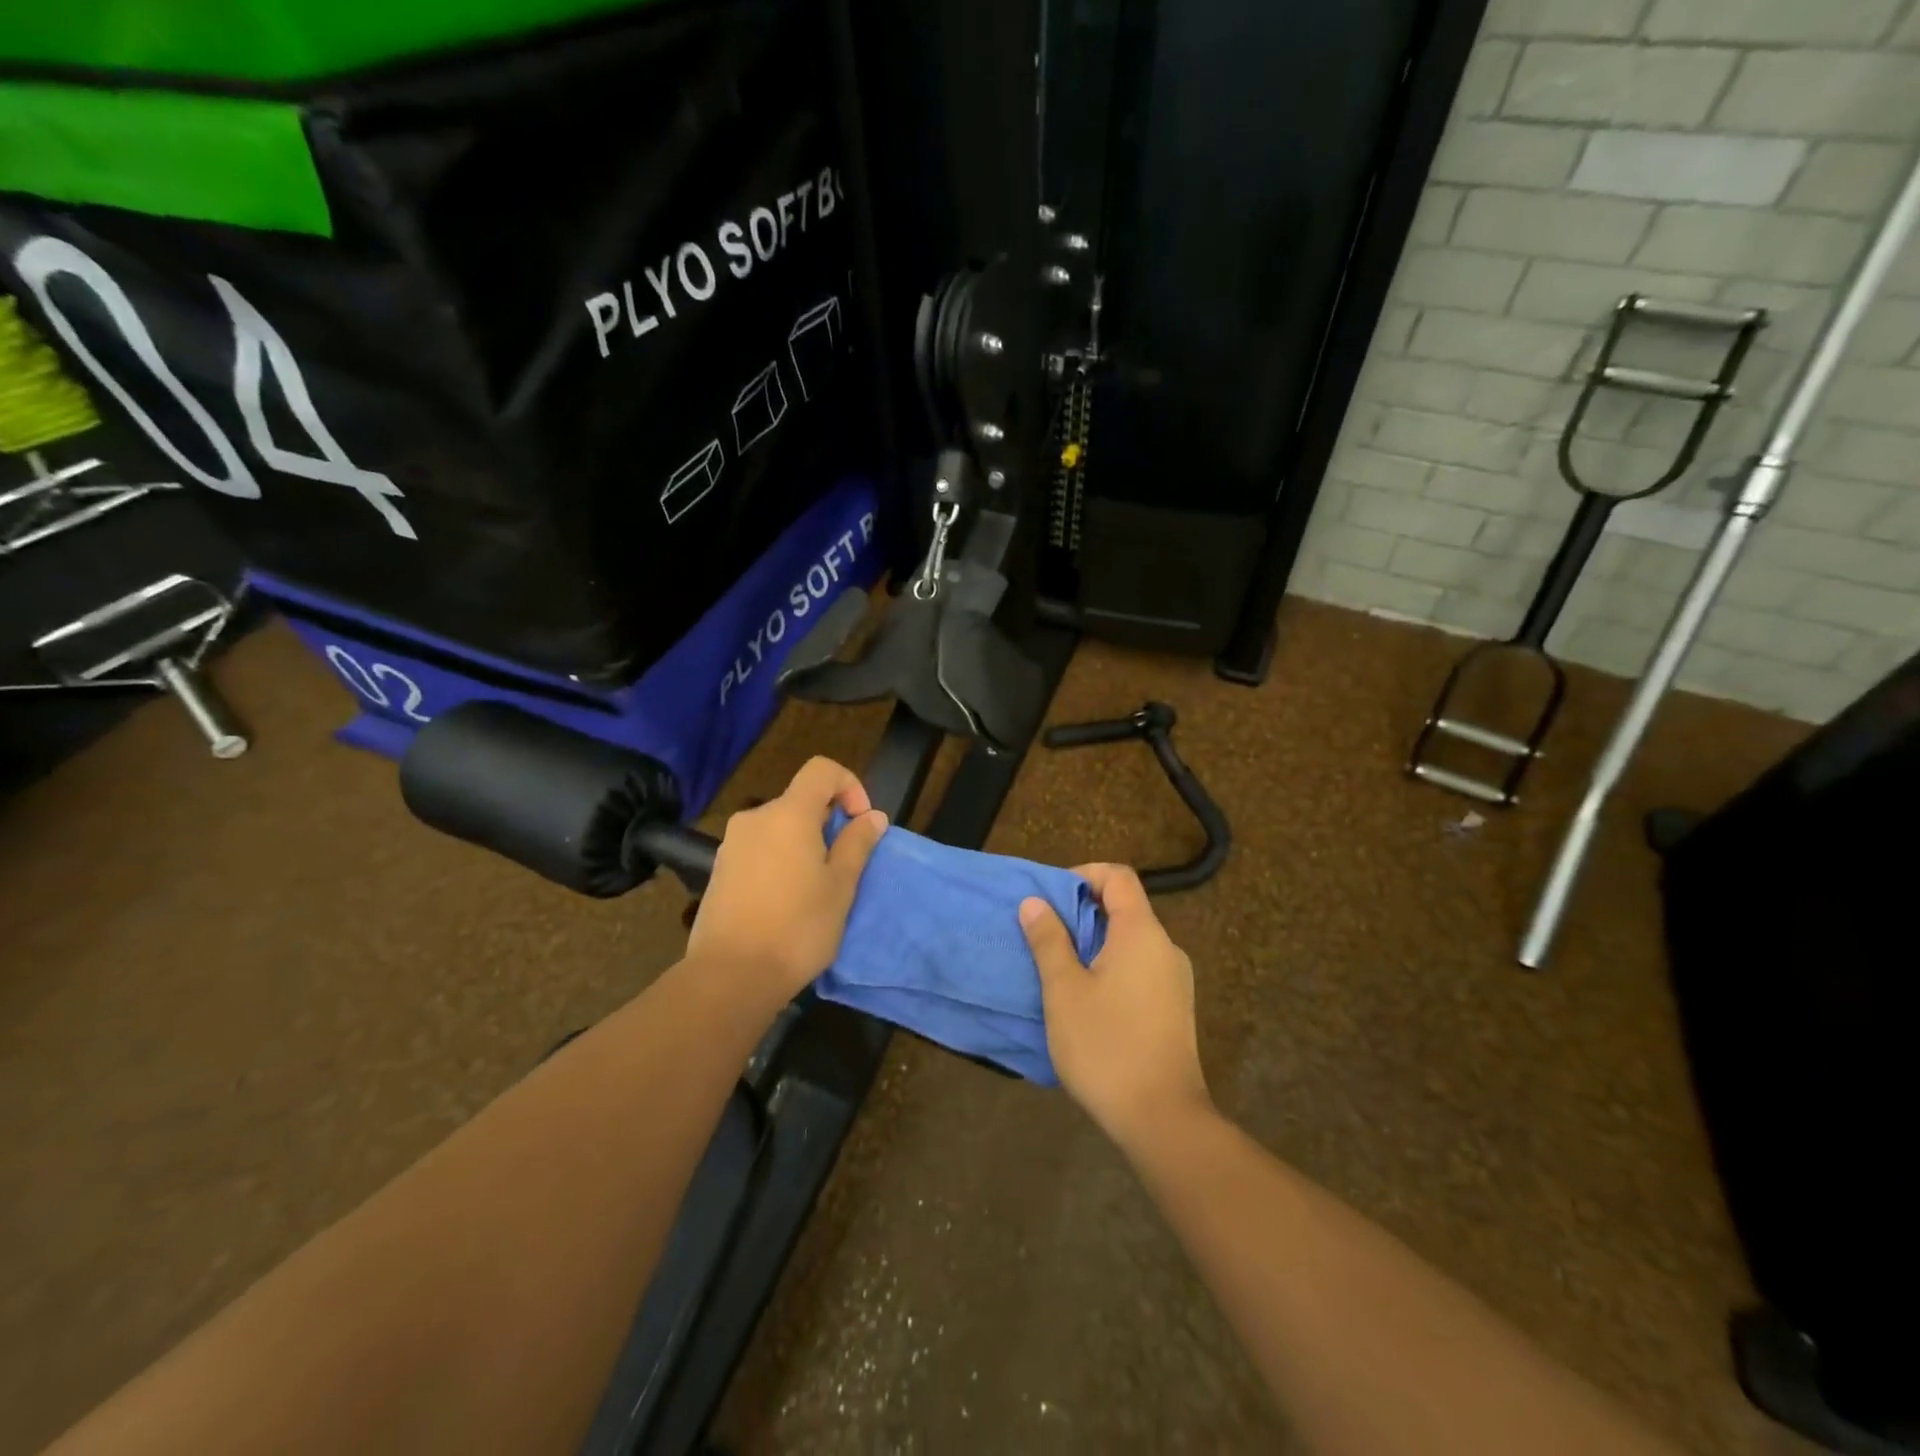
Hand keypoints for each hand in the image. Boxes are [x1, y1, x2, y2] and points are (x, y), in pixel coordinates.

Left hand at [688, 757, 887, 1003]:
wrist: (730, 976)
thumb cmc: (797, 927)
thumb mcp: (841, 886)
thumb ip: (857, 844)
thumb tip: (872, 816)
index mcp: (789, 814)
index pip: (822, 770)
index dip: (849, 785)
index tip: (860, 822)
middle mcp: (755, 818)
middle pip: (800, 801)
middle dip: (828, 822)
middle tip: (843, 866)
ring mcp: (732, 844)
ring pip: (779, 827)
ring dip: (803, 844)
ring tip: (815, 888)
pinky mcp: (719, 870)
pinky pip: (760, 849)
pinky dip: (780, 860)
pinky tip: (785, 901)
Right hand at [1020, 865, 1211, 1151]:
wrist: (1162, 1118)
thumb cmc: (1106, 1046)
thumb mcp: (1064, 990)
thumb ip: (1049, 941)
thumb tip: (1035, 903)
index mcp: (1141, 933)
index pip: (1118, 877)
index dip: (1084, 875)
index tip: (1051, 897)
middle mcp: (1165, 947)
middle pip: (1125, 908)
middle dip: (1082, 913)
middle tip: (1045, 934)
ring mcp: (1175, 980)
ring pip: (1131, 942)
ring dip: (1094, 944)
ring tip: (1058, 968)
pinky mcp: (1174, 1008)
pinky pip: (1140, 969)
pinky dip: (1111, 968)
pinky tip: (1086, 1000)